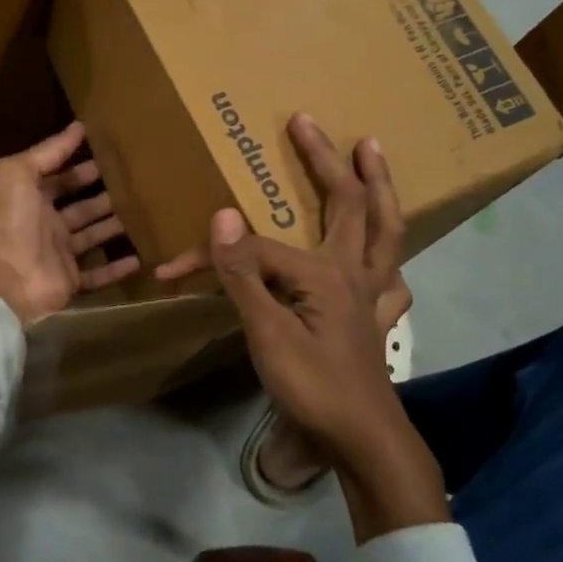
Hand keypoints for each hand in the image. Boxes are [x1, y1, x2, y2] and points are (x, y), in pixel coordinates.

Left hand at [0, 121, 140, 327]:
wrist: (5, 281)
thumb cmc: (11, 222)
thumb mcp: (18, 173)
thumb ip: (48, 151)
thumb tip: (78, 126)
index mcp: (31, 198)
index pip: (62, 178)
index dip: (83, 167)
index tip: (113, 157)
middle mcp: (45, 225)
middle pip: (82, 207)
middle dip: (105, 195)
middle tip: (137, 184)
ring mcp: (59, 254)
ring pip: (93, 236)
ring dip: (115, 226)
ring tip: (145, 213)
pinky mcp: (70, 281)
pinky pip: (98, 274)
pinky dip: (117, 268)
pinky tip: (141, 257)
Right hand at [205, 115, 448, 540]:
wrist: (359, 438)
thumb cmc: (312, 386)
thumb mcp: (266, 333)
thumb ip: (244, 275)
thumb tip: (222, 215)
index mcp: (325, 273)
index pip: (257, 251)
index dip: (212, 257)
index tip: (171, 271)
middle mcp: (354, 272)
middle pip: (348, 204)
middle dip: (325, 161)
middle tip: (307, 123)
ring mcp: (371, 295)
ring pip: (385, 230)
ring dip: (379, 189)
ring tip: (372, 154)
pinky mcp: (374, 320)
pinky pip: (390, 279)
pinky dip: (389, 259)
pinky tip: (387, 259)